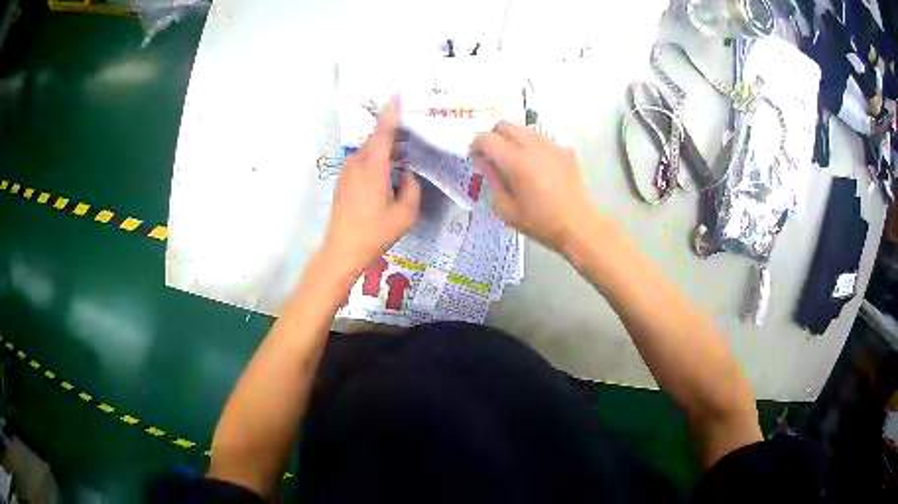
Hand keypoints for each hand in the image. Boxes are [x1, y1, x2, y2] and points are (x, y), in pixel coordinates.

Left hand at [322, 98, 420, 274]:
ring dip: (384, 147)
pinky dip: (376, 158)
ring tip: (403, 153)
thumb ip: (412, 188)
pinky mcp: (343, 181)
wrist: (342, 250)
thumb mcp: (405, 214)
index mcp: (373, 167)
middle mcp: (357, 163)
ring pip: (368, 150)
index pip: (383, 132)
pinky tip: (387, 171)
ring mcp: (347, 172)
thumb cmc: (375, 232)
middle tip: (411, 132)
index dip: (391, 112)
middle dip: (392, 132)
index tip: (396, 94)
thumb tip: (407, 175)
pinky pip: (362, 161)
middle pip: (375, 138)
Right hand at [470, 122, 598, 252]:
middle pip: (505, 125)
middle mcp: (533, 146)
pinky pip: (541, 139)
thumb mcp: (506, 209)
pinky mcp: (564, 150)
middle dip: (493, 137)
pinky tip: (535, 166)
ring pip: (524, 129)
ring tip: (514, 161)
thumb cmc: (540, 222)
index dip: (476, 145)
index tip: (476, 158)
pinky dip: (531, 146)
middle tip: (493, 157)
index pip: (487, 138)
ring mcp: (551, 145)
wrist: (579, 226)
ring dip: (513, 139)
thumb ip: (491, 180)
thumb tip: (483, 161)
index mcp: (516, 161)